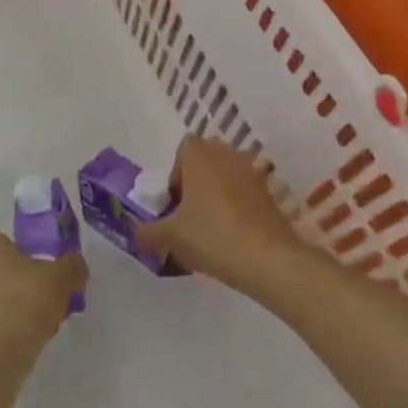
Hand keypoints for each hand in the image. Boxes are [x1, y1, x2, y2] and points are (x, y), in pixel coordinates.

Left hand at [0, 229, 86, 353]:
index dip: (23, 255)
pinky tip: (18, 341)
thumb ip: (72, 265)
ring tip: (32, 324)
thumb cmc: (25, 300)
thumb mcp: (61, 278)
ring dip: (4, 304)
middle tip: (39, 297)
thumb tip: (75, 263)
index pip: (2, 240)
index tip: (41, 273)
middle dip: (12, 279)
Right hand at [137, 135, 310, 290]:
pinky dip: (239, 207)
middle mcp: (228, 155)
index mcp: (200, 155)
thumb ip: (148, 232)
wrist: (268, 259)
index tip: (174, 203)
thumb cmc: (212, 236)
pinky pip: (247, 192)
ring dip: (219, 193)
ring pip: (229, 175)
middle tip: (190, 213)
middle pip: (207, 159)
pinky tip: (234, 235)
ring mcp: (253, 173)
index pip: (184, 148)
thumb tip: (137, 232)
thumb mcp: (170, 237)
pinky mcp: (270, 194)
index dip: (176, 173)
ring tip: (212, 226)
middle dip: (197, 181)